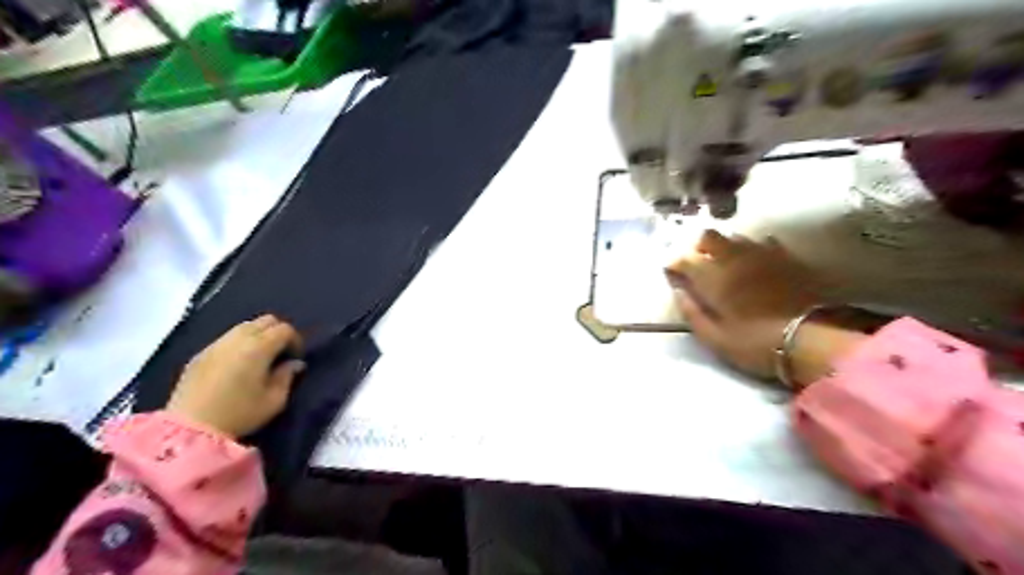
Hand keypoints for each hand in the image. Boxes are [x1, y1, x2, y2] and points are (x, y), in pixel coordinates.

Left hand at [167, 317, 303, 436]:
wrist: (190, 429)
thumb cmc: (239, 414)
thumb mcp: (274, 400)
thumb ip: (287, 376)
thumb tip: (294, 363)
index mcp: (258, 347)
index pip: (284, 329)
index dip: (295, 341)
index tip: (295, 358)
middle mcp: (237, 339)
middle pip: (265, 320)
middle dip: (278, 332)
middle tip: (281, 353)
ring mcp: (215, 344)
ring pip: (245, 326)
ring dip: (258, 336)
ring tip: (259, 358)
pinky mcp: (200, 354)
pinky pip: (226, 338)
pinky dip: (239, 343)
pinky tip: (237, 364)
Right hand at [669, 229, 857, 385]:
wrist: (814, 339)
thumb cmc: (756, 343)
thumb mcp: (715, 339)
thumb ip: (692, 313)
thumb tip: (679, 292)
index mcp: (713, 277)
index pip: (684, 258)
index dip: (673, 263)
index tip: (671, 272)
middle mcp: (733, 258)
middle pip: (708, 236)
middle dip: (697, 246)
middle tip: (696, 263)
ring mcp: (761, 254)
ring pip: (734, 236)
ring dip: (723, 245)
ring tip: (723, 262)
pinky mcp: (786, 257)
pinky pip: (763, 242)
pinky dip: (751, 249)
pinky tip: (754, 261)